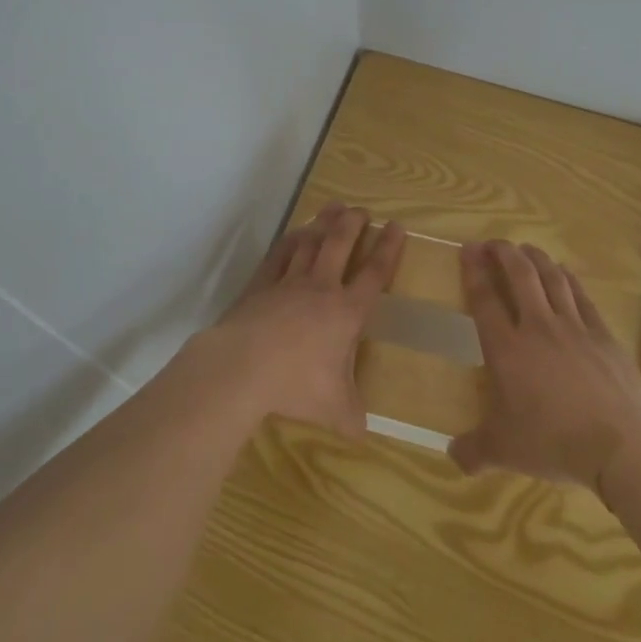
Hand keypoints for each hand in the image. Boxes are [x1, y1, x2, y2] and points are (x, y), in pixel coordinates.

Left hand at [182, 204, 405, 437]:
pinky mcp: (261, 285)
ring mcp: (288, 282)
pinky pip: (279, 254)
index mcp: (346, 312)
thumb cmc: (295, 385)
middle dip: (355, 224)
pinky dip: (290, 240)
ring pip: (310, 242)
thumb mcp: (334, 409)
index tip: (397, 226)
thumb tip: (363, 434)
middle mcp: (321, 288)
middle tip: (363, 210)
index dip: (389, 249)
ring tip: (334, 207)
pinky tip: (295, 233)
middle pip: (341, 244)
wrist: (243, 367)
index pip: (375, 273)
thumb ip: (352, 417)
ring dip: (324, 223)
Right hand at [450, 240, 640, 493]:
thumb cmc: (554, 442)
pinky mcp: (603, 335)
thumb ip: (473, 450)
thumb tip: (452, 456)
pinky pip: (581, 296)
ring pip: (551, 278)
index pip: (484, 299)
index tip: (467, 248)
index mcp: (506, 349)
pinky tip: (563, 273)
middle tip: (493, 242)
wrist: (622, 445)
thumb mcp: (504, 452)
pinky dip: (568, 278)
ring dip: (535, 258)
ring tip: (525, 248)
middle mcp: (537, 327)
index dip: (473, 270)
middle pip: (519, 276)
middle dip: (503, 253)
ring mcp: (574, 327)